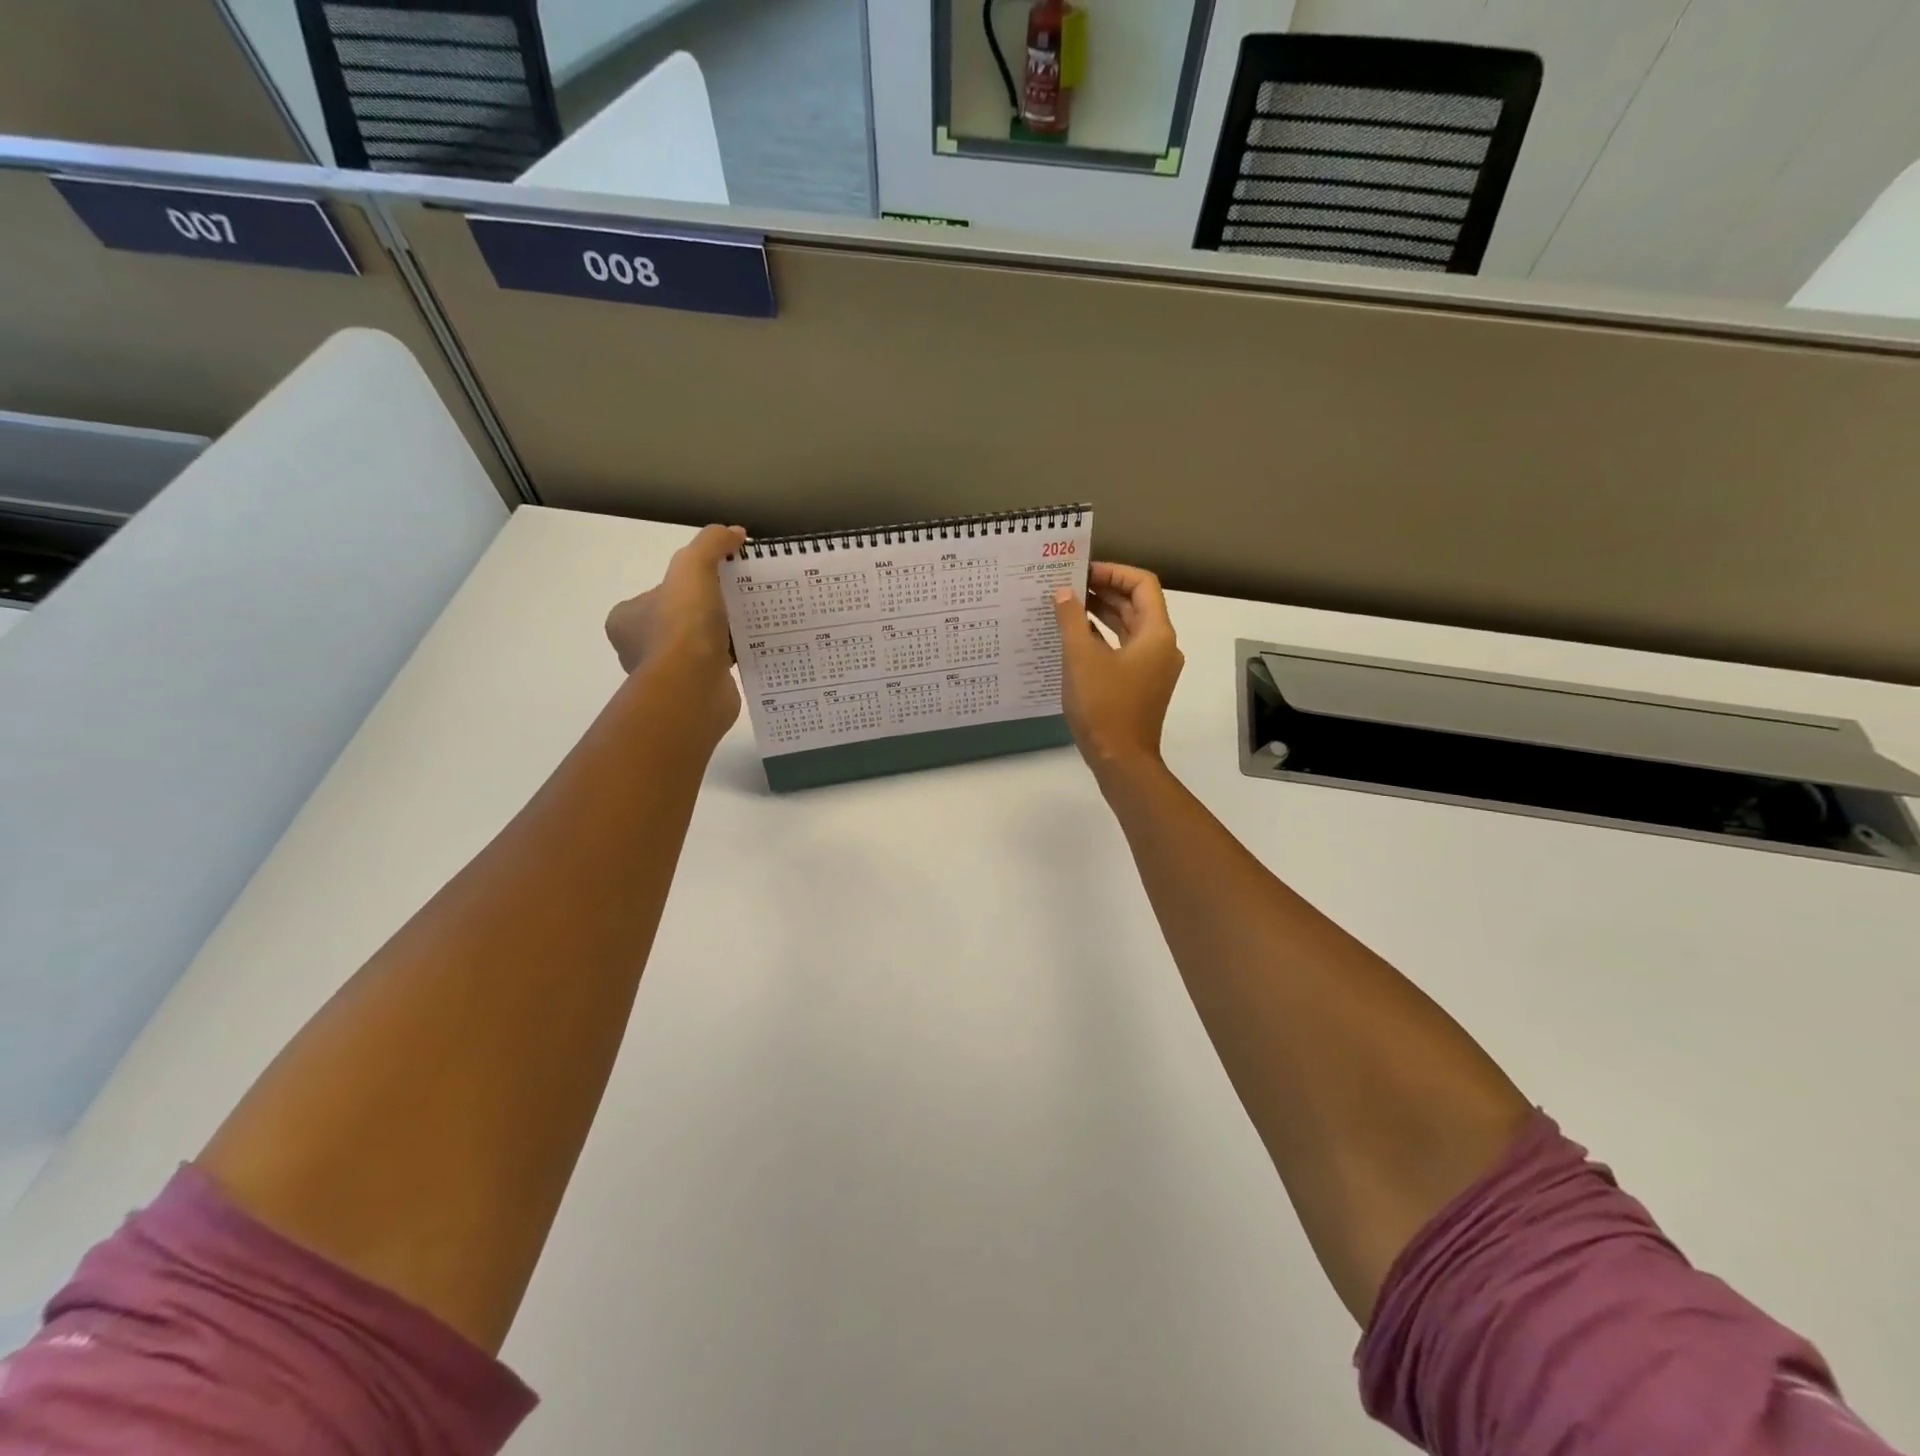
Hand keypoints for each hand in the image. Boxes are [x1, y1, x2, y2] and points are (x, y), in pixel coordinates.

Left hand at [605, 524, 746, 732]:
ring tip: (751, 624)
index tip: (715, 582)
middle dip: (706, 612)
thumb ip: (711, 544)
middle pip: (679, 620)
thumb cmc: (682, 626)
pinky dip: (731, 660)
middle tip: (738, 601)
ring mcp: (666, 674)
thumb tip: (734, 532)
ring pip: (698, 646)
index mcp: (626, 619)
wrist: (693, 687)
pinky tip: (753, 649)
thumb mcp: (693, 568)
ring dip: (721, 637)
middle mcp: (638, 648)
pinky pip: (714, 669)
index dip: (686, 585)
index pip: (657, 594)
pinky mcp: (692, 692)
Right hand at [1051, 562, 1183, 779]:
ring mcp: (1153, 668)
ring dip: (1102, 614)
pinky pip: (1124, 650)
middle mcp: (1162, 646)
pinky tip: (1076, 637)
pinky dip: (1104, 638)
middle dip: (1104, 592)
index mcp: (1157, 634)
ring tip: (1068, 605)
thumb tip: (1064, 593)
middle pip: (1137, 605)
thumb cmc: (1104, 706)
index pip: (1142, 584)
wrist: (1121, 760)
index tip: (1082, 572)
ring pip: (1130, 628)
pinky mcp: (1141, 685)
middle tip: (1069, 585)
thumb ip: (1071, 619)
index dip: (1113, 572)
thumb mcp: (1081, 658)